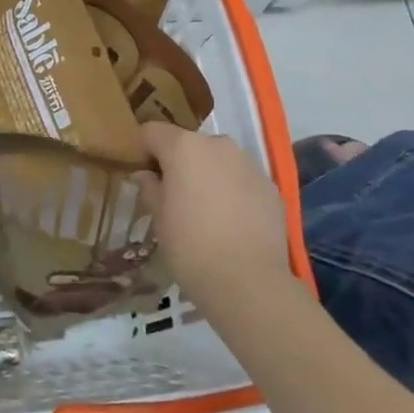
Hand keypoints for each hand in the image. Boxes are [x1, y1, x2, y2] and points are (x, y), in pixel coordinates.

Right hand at [138, 123, 293, 300]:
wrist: (248, 281)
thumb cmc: (190, 245)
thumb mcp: (159, 217)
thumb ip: (150, 188)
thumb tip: (146, 175)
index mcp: (184, 147)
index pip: (152, 132)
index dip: (143, 150)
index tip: (143, 176)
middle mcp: (218, 145)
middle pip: (188, 144)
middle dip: (178, 163)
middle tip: (173, 197)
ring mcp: (248, 163)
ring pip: (218, 160)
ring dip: (207, 175)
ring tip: (204, 211)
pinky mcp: (270, 186)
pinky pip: (241, 179)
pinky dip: (232, 191)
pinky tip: (230, 221)